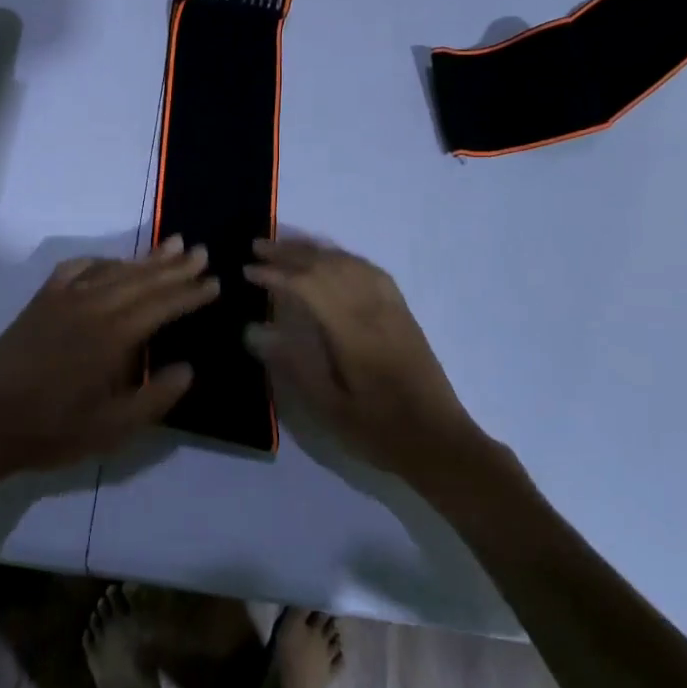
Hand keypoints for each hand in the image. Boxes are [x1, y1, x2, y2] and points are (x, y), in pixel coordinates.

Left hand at [0, 237, 218, 477]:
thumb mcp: (113, 429)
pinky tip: (111, 261)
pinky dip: (99, 261)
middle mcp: (93, 307)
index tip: (215, 282)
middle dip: (175, 267)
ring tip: (171, 246)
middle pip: (142, 280)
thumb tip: (188, 368)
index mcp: (114, 337)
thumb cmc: (52, 430)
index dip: (191, 294)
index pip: (163, 306)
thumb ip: (155, 398)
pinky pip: (76, 269)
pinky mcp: (42, 301)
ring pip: (113, 270)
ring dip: (144, 259)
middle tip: (201, 252)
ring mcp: (64, 299)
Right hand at [243, 236, 486, 482]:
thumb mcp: (329, 408)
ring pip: (348, 262)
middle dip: (289, 253)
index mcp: (352, 332)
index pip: (308, 286)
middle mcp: (372, 309)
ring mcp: (391, 307)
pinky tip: (331, 260)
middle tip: (256, 248)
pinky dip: (343, 257)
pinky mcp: (402, 312)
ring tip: (285, 246)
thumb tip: (254, 330)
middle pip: (327, 265)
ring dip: (314, 250)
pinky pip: (370, 270)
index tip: (247, 271)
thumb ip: (292, 364)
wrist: (440, 441)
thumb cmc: (379, 430)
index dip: (275, 275)